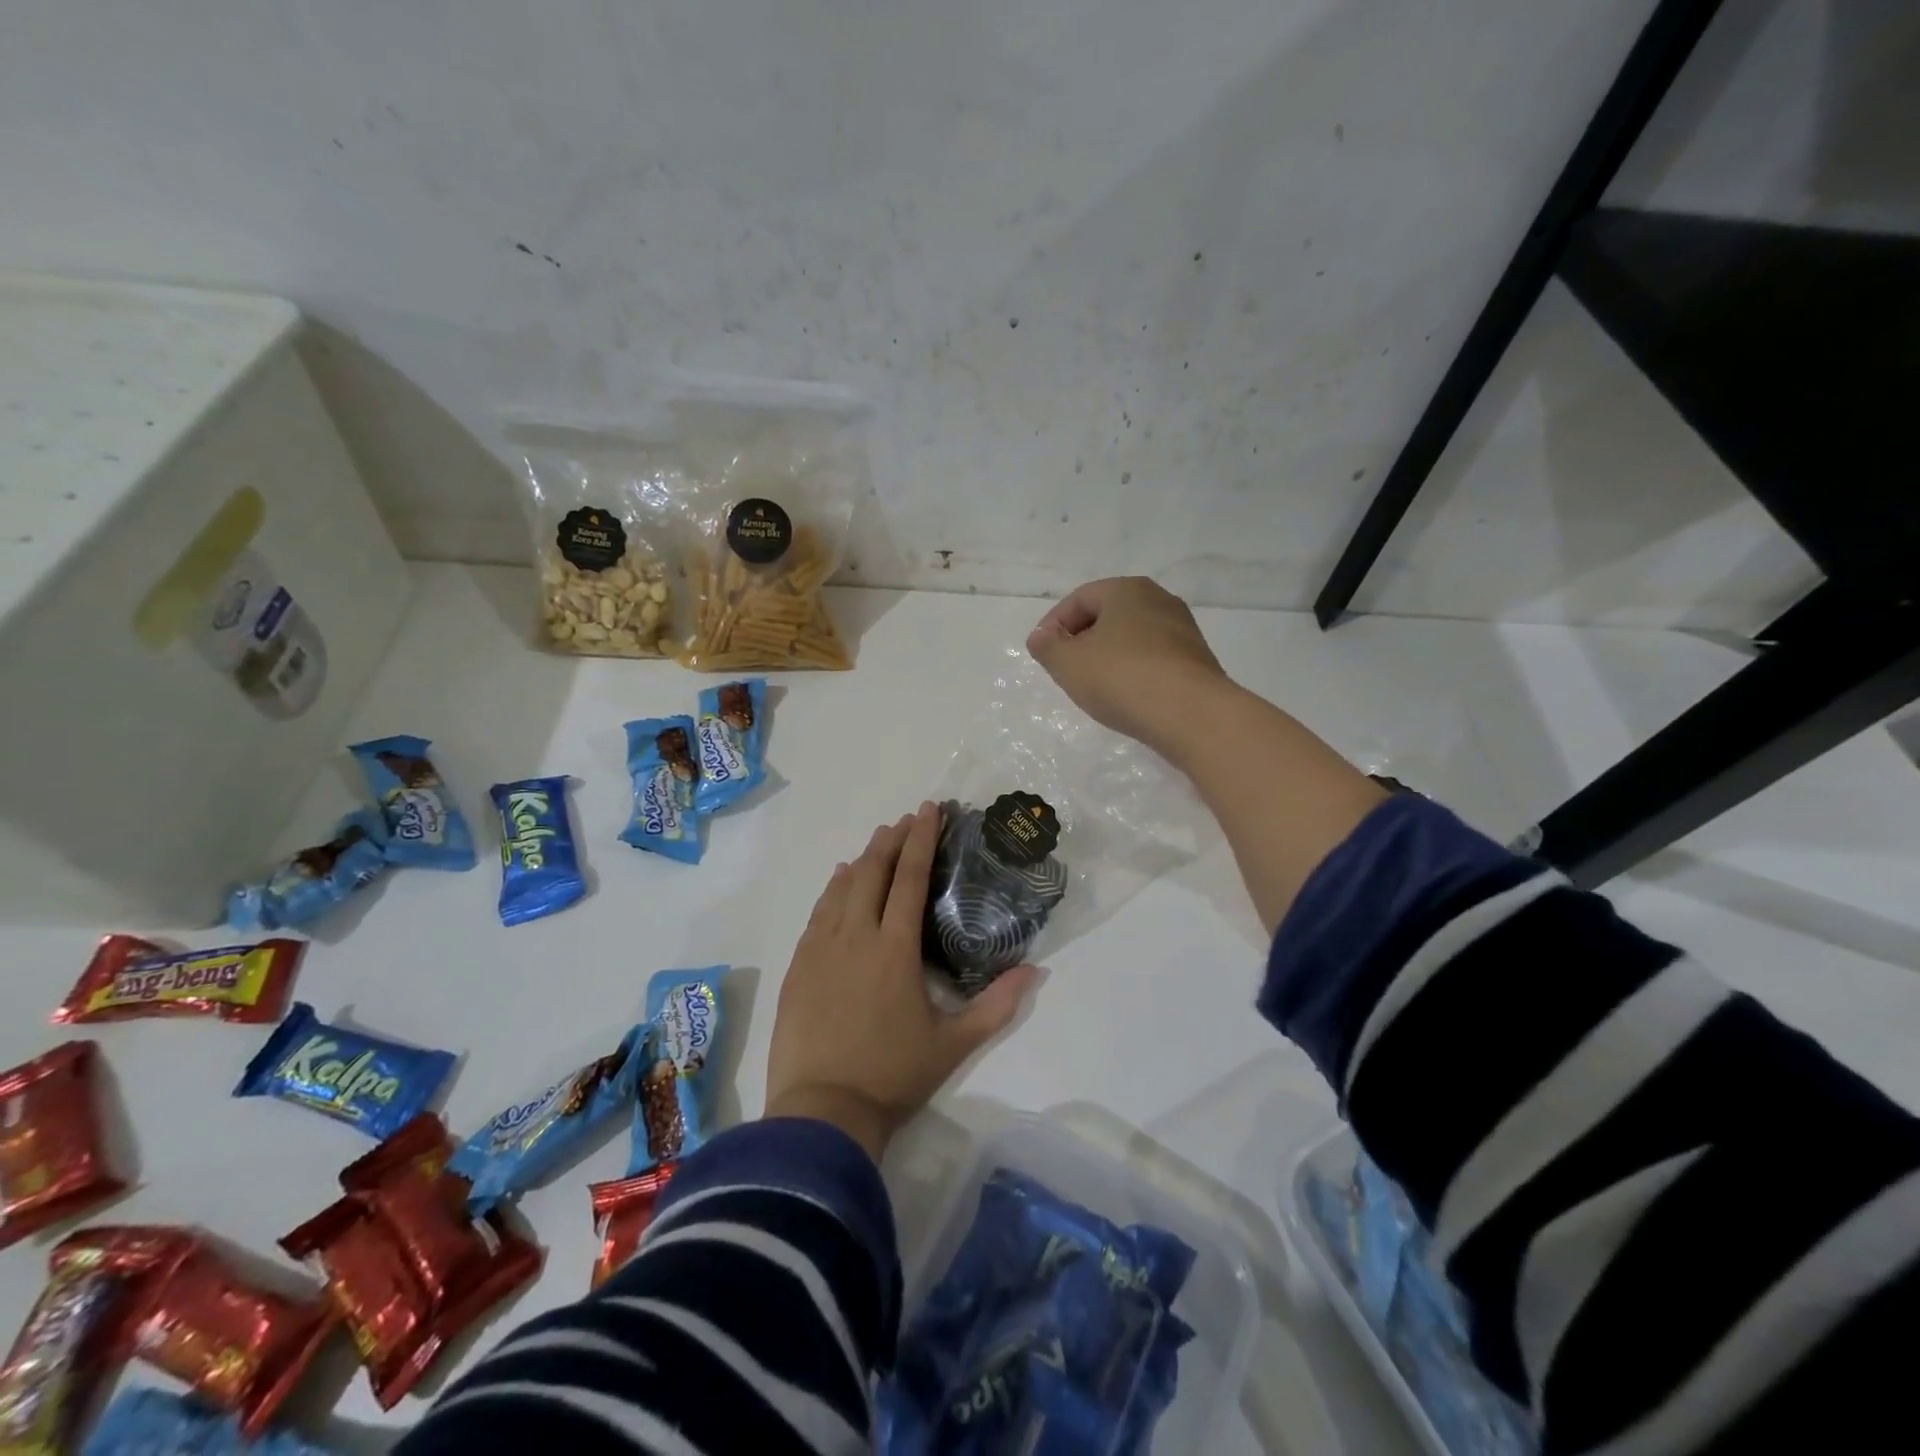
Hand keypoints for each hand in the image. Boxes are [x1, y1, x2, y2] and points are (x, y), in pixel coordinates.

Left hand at [764, 802, 1037, 1161]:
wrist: (822, 1110)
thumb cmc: (893, 1076)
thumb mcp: (954, 1044)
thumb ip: (997, 1005)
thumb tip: (1035, 970)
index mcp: (895, 948)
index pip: (909, 878)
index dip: (921, 840)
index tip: (929, 810)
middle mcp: (855, 935)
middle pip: (873, 871)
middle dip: (891, 839)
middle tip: (906, 820)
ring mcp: (820, 948)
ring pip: (841, 887)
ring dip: (862, 860)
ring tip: (877, 843)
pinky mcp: (798, 965)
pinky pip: (817, 913)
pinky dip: (833, 890)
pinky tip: (839, 882)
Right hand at [1027, 577, 1232, 759]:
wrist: (1192, 714)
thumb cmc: (1121, 678)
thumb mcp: (1068, 664)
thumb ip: (1047, 647)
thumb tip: (1041, 637)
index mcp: (1127, 590)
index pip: (1079, 598)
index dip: (1054, 624)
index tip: (1042, 653)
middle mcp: (1159, 600)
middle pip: (1108, 615)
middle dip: (1082, 640)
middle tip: (1065, 669)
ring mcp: (1183, 630)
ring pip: (1132, 637)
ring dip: (1108, 657)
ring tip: (1094, 686)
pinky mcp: (1197, 660)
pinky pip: (1153, 659)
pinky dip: (1133, 671)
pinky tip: (1127, 696)